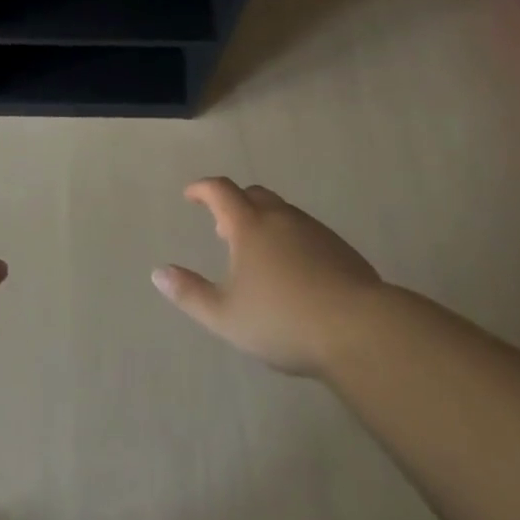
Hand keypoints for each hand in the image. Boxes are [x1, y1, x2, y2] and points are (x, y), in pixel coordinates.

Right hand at [153, 177, 385, 375]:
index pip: (220, 191)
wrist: (361, 330)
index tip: (190, 195)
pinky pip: (305, 231)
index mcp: (249, 226)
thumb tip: (158, 273)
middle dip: (234, 203)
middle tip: (222, 228)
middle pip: (253, 194)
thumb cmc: (284, 321)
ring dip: (263, 221)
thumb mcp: (225, 316)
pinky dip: (289, 238)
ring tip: (257, 253)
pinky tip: (294, 271)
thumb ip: (189, 293)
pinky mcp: (340, 248)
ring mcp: (314, 230)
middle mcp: (281, 218)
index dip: (202, 189)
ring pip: (282, 212)